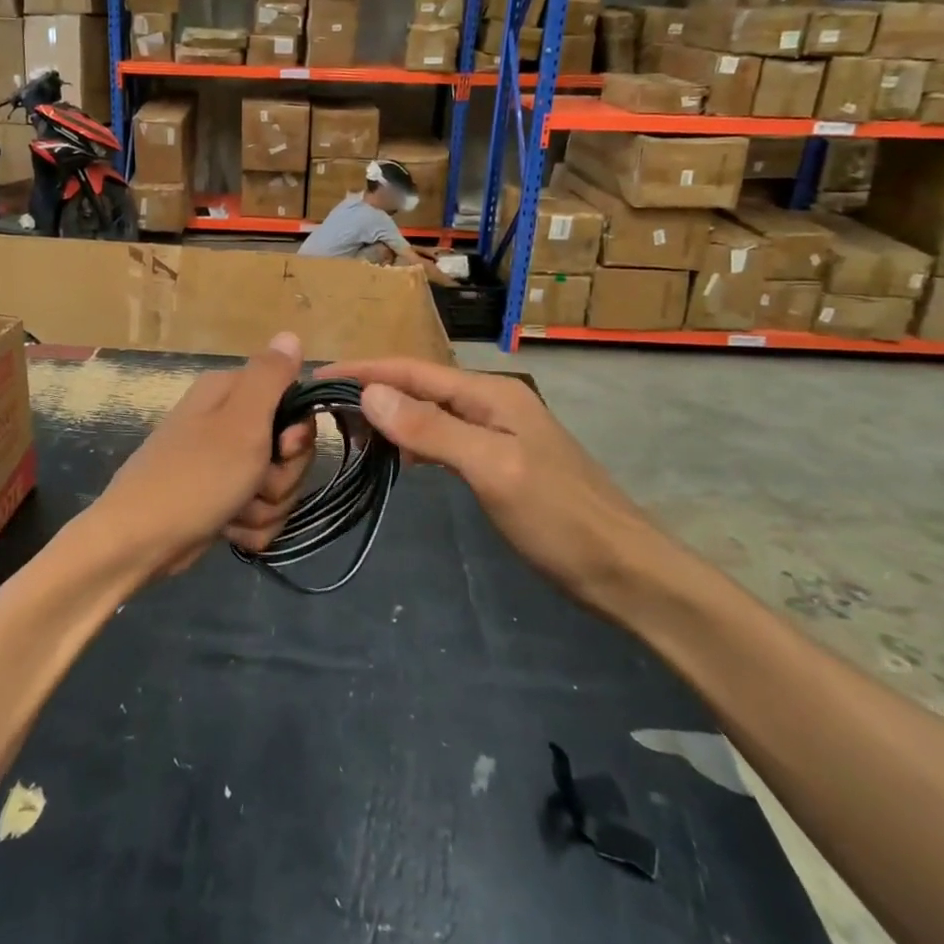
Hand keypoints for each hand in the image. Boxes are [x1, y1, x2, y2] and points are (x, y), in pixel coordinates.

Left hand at [91, 333, 315, 577]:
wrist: (139, 542)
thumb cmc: (196, 476)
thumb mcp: (242, 421)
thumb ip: (270, 377)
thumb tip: (290, 334)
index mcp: (230, 393)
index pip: (294, 402)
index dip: (298, 433)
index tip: (285, 448)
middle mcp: (227, 421)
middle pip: (289, 450)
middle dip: (281, 477)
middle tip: (255, 484)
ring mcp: (223, 463)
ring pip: (278, 485)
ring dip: (264, 506)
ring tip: (235, 511)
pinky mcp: (220, 499)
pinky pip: (260, 512)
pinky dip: (249, 526)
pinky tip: (228, 529)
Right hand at [317, 358, 659, 605]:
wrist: (627, 573)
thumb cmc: (560, 518)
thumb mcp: (492, 469)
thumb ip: (432, 429)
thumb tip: (370, 393)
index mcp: (491, 394)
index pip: (412, 371)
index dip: (364, 370)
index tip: (316, 376)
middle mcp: (492, 403)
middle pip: (419, 387)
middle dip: (371, 390)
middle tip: (322, 409)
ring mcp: (498, 434)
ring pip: (429, 412)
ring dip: (388, 416)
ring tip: (346, 429)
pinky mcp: (500, 463)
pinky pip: (443, 438)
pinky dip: (412, 441)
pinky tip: (396, 457)